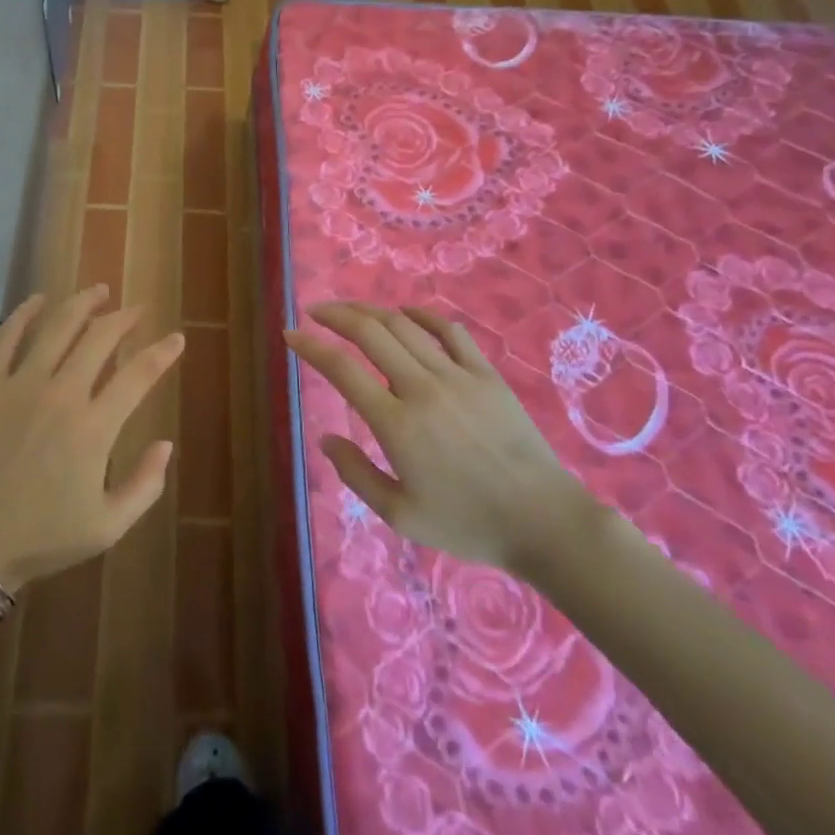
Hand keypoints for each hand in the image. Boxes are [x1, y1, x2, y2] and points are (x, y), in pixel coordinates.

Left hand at [0, 286, 182, 591]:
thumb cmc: (42, 537)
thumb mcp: (108, 527)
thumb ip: (146, 485)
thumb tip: (167, 443)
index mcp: (94, 428)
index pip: (139, 375)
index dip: (163, 353)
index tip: (176, 339)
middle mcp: (61, 394)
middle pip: (100, 338)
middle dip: (125, 318)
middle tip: (137, 310)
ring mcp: (19, 385)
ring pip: (58, 326)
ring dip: (83, 303)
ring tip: (99, 291)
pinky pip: (6, 336)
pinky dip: (25, 313)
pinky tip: (39, 300)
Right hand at [285, 302, 597, 577]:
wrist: (544, 522)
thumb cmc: (468, 524)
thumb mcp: (401, 515)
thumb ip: (357, 474)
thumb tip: (326, 439)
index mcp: (396, 424)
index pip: (341, 369)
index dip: (310, 347)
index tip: (291, 335)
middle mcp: (421, 388)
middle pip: (370, 333)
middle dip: (336, 315)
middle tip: (316, 312)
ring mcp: (457, 376)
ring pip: (404, 325)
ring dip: (371, 311)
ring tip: (351, 311)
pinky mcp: (486, 374)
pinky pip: (449, 331)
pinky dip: (422, 314)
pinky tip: (406, 312)